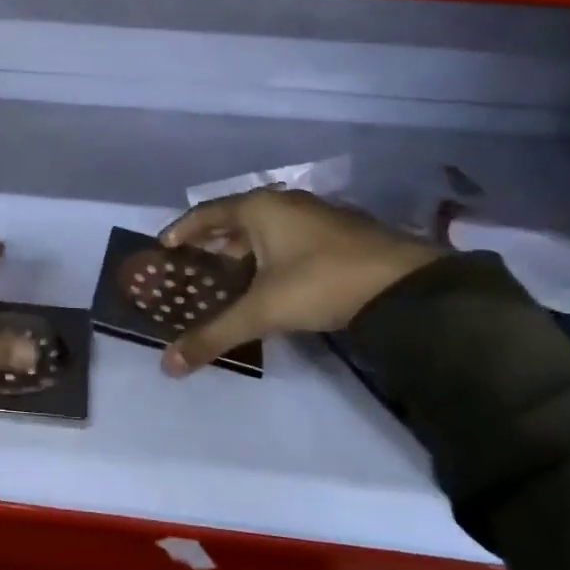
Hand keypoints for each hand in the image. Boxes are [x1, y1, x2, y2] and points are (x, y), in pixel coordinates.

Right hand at [157, 189, 442, 375]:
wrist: (405, 285)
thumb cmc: (322, 282)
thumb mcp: (263, 311)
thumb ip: (214, 335)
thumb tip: (168, 366)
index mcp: (260, 208)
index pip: (206, 213)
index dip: (182, 230)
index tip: (163, 248)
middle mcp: (284, 204)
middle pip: (234, 220)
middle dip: (211, 244)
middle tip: (191, 269)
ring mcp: (315, 216)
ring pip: (264, 231)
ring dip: (242, 252)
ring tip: (224, 278)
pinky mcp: (338, 234)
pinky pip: (287, 239)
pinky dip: (269, 256)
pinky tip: (269, 281)